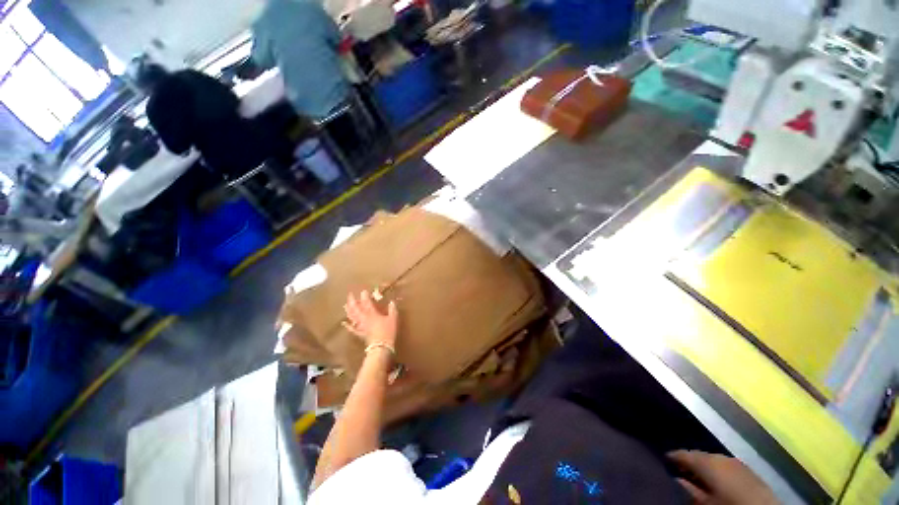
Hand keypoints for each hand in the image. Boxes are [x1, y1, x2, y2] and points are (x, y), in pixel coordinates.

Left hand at [343, 290, 397, 347]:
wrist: (380, 347)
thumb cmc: (387, 331)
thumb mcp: (393, 319)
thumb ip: (392, 309)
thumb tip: (392, 302)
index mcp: (372, 313)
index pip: (367, 302)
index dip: (365, 296)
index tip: (363, 291)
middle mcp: (364, 318)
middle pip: (356, 308)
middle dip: (352, 301)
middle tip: (350, 295)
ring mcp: (360, 326)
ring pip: (352, 317)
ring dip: (348, 310)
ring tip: (345, 305)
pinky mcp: (359, 333)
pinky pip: (352, 329)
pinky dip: (347, 325)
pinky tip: (344, 322)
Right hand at [668, 450, 778, 504]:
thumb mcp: (706, 504)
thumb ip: (689, 491)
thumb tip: (675, 479)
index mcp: (708, 460)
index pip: (682, 453)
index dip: (671, 457)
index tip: (661, 461)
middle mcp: (721, 456)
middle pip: (699, 456)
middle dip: (689, 462)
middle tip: (677, 471)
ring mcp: (737, 463)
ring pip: (714, 462)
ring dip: (704, 468)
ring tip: (695, 478)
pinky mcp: (749, 471)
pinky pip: (727, 468)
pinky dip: (718, 472)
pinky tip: (716, 482)